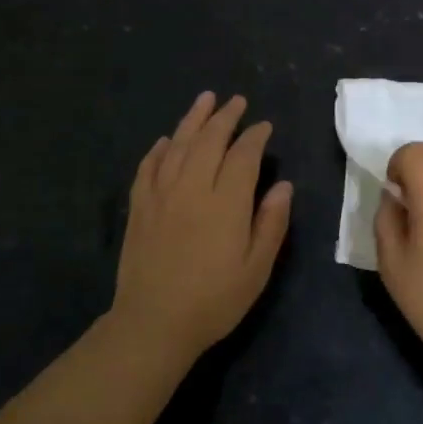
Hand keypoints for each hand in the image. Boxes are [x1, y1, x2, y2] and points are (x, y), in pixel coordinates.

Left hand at [112, 93, 292, 361]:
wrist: (153, 323)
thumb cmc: (214, 300)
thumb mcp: (257, 268)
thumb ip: (271, 223)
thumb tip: (283, 185)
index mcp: (226, 203)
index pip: (243, 156)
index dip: (254, 136)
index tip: (263, 126)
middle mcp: (192, 188)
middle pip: (209, 140)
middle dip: (225, 117)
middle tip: (236, 101)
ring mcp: (161, 195)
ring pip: (178, 145)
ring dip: (192, 120)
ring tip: (204, 100)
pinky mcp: (139, 207)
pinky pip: (148, 167)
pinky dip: (159, 149)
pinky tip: (166, 140)